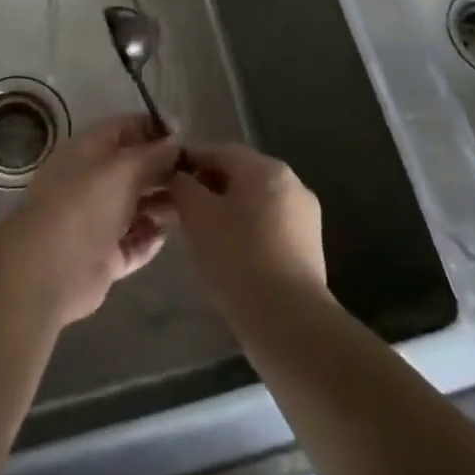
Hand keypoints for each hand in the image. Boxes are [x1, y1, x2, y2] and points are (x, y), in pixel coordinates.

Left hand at [0, 113, 179, 325]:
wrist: (48, 269)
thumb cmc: (85, 204)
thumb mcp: (124, 168)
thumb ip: (154, 154)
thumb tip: (176, 143)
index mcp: (91, 149)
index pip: (128, 127)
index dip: (157, 129)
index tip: (188, 137)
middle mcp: (94, 180)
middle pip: (136, 168)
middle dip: (165, 170)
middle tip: (199, 176)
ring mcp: (99, 219)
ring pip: (138, 205)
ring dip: (163, 205)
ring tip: (191, 206)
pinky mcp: (105, 255)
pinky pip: (135, 241)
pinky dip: (151, 237)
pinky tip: (168, 234)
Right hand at [169, 144, 326, 323]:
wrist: (289, 322)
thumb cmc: (237, 258)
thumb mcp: (196, 216)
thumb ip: (182, 186)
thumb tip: (179, 176)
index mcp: (265, 167)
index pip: (218, 152)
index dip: (188, 162)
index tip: (165, 181)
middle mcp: (291, 182)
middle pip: (239, 175)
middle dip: (208, 188)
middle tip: (179, 212)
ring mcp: (305, 216)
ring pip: (255, 202)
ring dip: (227, 211)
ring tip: (202, 237)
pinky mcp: (310, 248)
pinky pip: (270, 226)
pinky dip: (247, 232)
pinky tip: (231, 256)